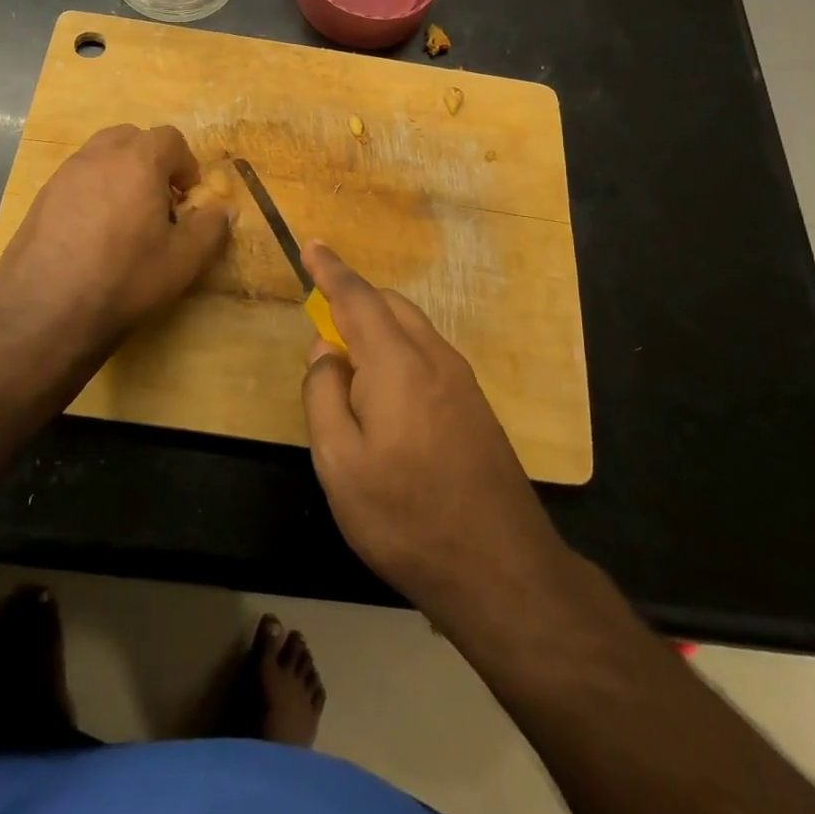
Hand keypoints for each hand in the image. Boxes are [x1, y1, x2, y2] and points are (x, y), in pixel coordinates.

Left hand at [0, 124, 231, 355]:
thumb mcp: (182, 262)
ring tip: (125, 216)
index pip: (169, 138)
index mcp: (137, 162)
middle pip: (131, 137)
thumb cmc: (124, 280)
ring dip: (120, 172)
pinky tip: (92, 233)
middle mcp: (98, 156)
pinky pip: (76, 178)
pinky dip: (92, 191)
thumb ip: (210, 229)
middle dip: (150, 160)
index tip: (187, 198)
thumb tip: (224, 210)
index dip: (185, 164)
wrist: (44, 312)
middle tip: (158, 200)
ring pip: (99, 154)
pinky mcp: (40, 198)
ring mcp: (64, 175)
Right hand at [299, 242, 568, 631]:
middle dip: (354, 300)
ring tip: (351, 365)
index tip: (313, 244)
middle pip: (389, 305)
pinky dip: (399, 349)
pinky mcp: (476, 405)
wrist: (501, 569)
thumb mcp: (339, 463)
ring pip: (412, 327)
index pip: (357, 298)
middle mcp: (433, 357)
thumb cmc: (406, 516)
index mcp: (396, 363)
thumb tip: (325, 352)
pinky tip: (388, 394)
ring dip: (378, 327)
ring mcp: (461, 380)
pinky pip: (428, 353)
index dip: (331, 269)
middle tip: (322, 327)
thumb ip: (323, 395)